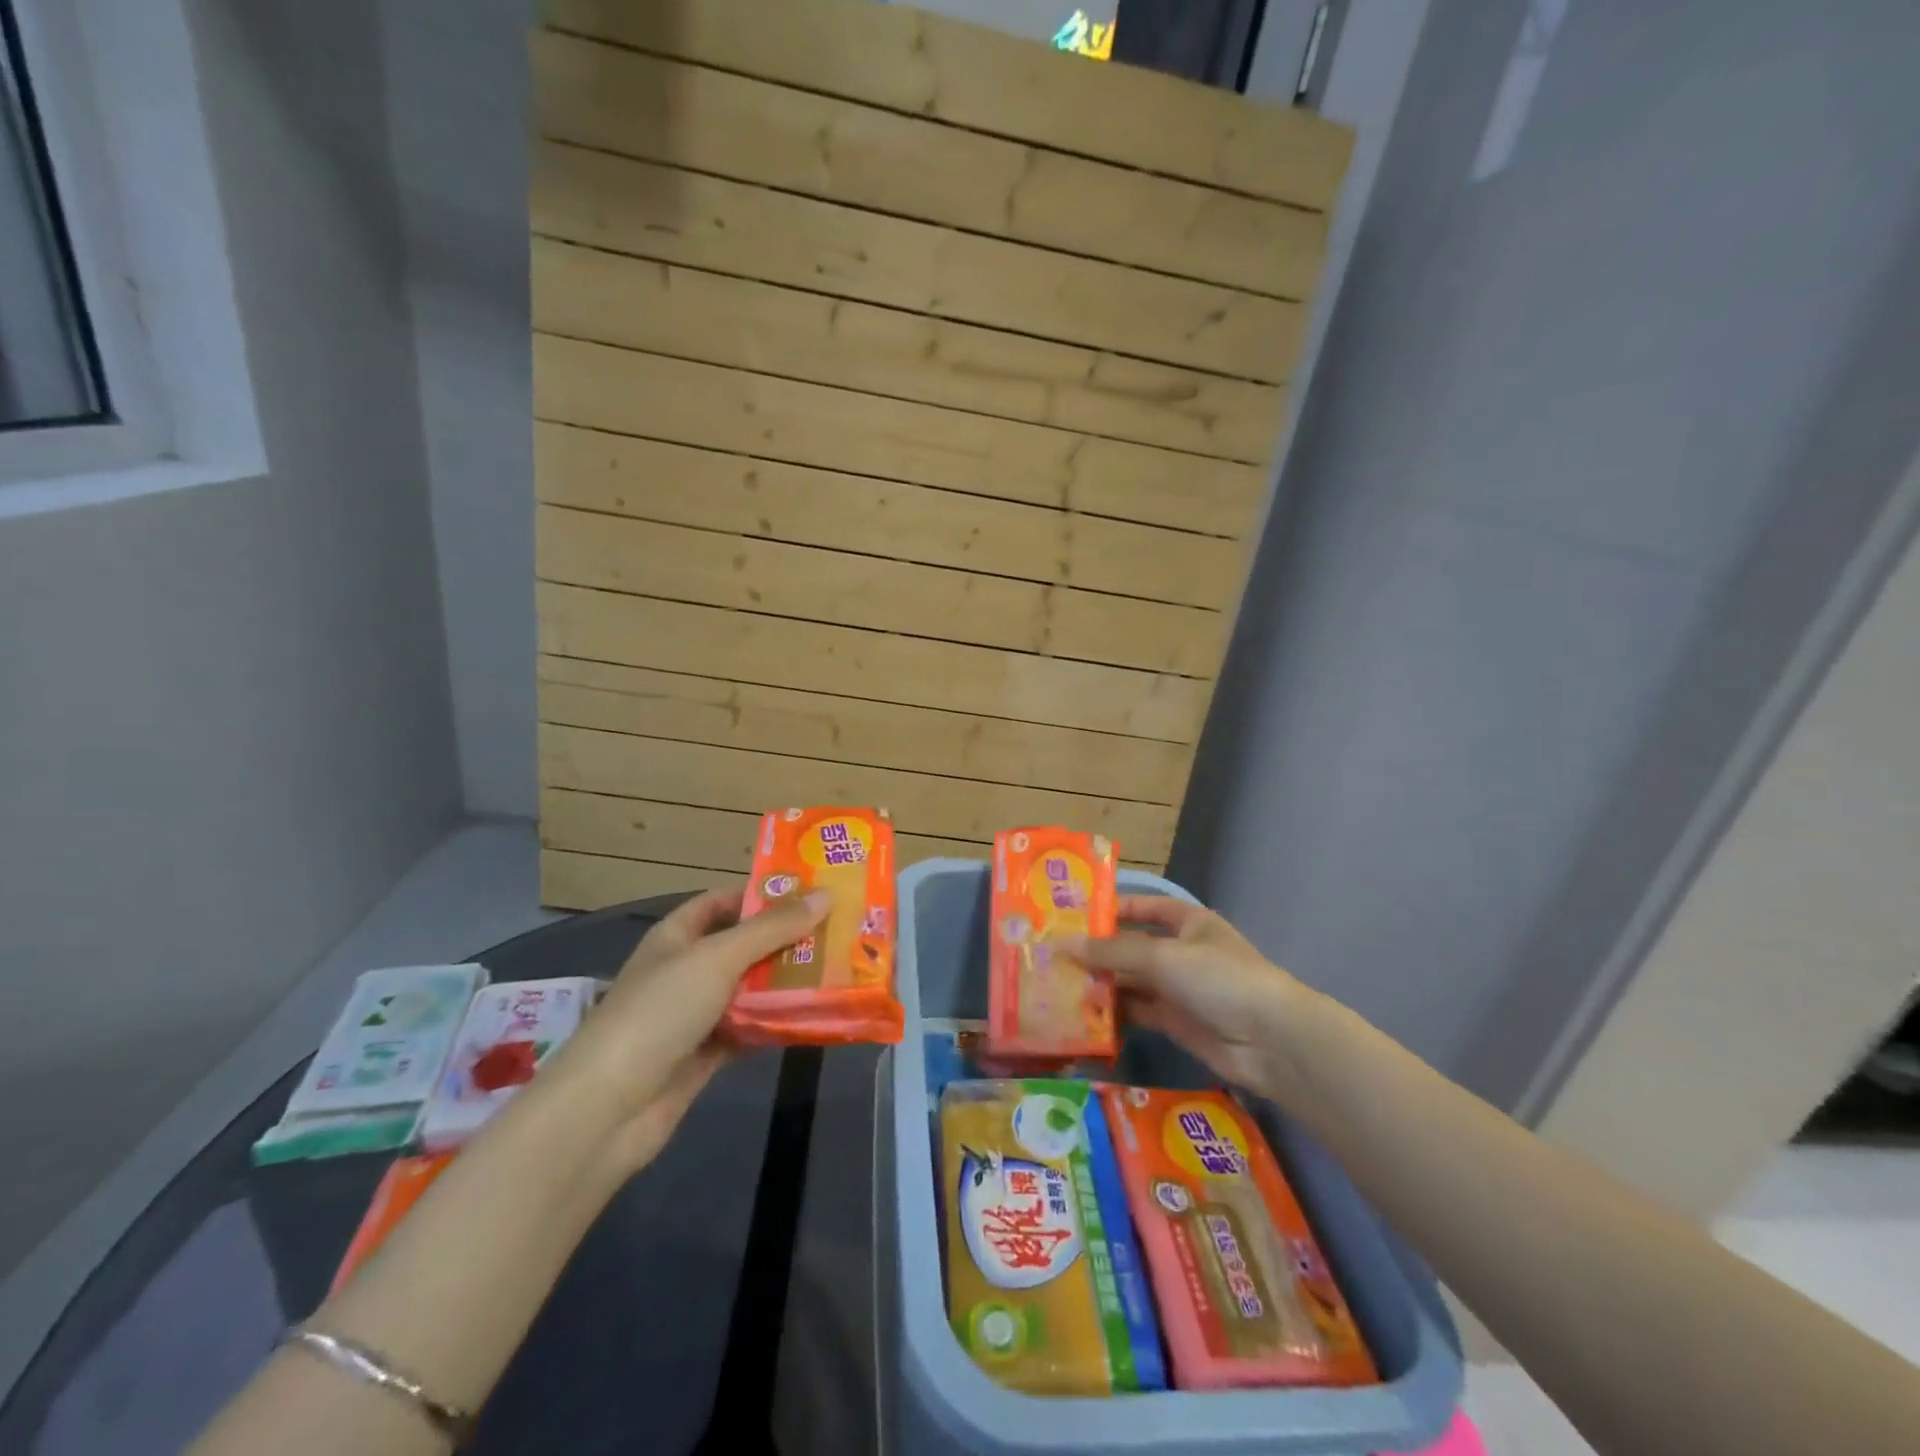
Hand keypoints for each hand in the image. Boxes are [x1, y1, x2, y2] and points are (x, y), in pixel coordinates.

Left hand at [543, 886, 829, 1176]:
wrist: (610, 1108)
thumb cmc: (660, 1012)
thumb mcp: (718, 958)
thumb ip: (772, 929)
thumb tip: (825, 896)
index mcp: (676, 936)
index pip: (721, 902)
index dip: (760, 894)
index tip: (809, 892)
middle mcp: (685, 970)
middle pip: (741, 946)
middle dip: (784, 939)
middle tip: (837, 931)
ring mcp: (694, 1015)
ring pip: (748, 989)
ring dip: (785, 982)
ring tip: (836, 968)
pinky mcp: (705, 1054)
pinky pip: (748, 1028)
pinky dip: (775, 1022)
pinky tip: (814, 1015)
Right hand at [1068, 896, 1321, 1106]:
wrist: (1269, 1041)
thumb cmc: (1218, 978)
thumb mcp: (1162, 957)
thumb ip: (1111, 952)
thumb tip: (1062, 945)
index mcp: (1188, 922)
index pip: (1143, 907)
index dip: (1111, 909)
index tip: (1072, 915)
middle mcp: (1182, 952)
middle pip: (1132, 947)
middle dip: (1098, 952)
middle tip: (1052, 955)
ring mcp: (1179, 989)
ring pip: (1132, 981)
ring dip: (1101, 983)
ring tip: (1058, 984)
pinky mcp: (1176, 1023)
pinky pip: (1138, 1011)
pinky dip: (1114, 1012)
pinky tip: (1082, 1012)